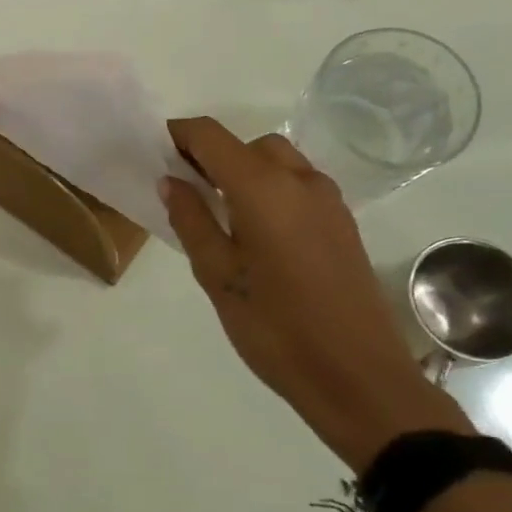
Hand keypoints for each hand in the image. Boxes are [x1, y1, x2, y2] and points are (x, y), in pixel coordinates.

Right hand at [161, 118, 471, 471]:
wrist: (357, 376)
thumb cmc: (275, 328)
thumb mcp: (218, 276)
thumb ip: (191, 221)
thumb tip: (171, 181)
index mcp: (264, 189)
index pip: (212, 136)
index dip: (179, 135)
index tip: (153, 153)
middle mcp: (300, 181)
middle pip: (247, 145)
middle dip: (212, 156)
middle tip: (183, 191)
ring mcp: (328, 200)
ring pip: (277, 162)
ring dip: (243, 171)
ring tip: (217, 213)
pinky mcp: (342, 222)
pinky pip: (297, 185)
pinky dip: (269, 189)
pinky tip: (254, 232)